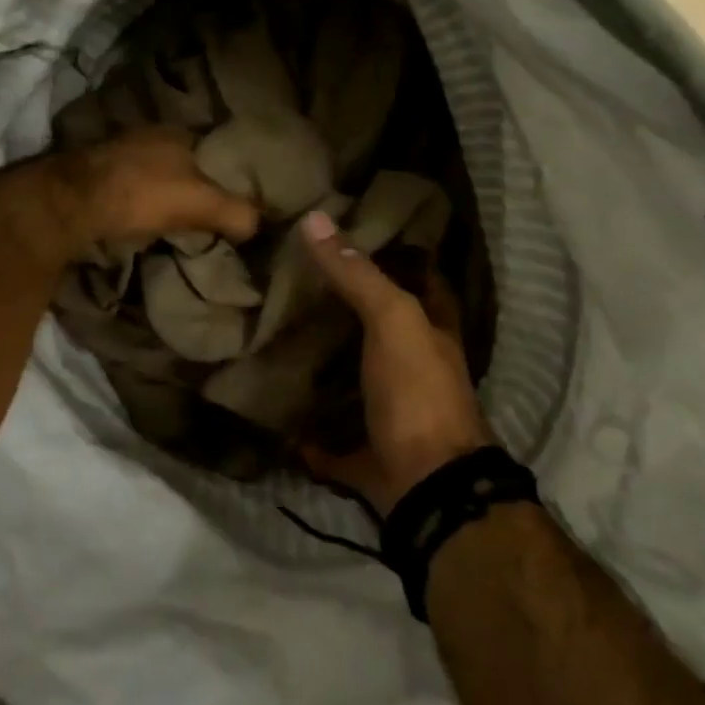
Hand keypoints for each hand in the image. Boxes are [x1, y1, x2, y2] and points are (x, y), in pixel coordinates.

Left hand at [56, 128, 258, 258]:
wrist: (74, 203)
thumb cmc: (144, 194)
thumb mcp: (202, 203)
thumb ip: (236, 212)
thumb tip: (257, 225)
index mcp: (178, 132)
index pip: (213, 149)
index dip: (225, 174)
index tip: (232, 199)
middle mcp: (148, 134)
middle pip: (182, 162)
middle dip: (193, 183)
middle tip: (206, 215)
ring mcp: (118, 151)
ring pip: (154, 174)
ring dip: (163, 194)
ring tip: (176, 222)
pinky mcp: (95, 173)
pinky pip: (129, 187)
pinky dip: (139, 202)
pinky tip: (141, 220)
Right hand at [297, 210, 492, 513]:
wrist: (427, 487)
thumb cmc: (418, 391)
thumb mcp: (393, 319)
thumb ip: (357, 273)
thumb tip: (314, 218)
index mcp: (431, 334)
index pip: (420, 281)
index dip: (398, 256)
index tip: (353, 234)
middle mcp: (415, 370)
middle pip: (380, 331)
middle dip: (347, 310)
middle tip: (296, 281)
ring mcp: (391, 416)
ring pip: (355, 382)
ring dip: (326, 368)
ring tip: (276, 336)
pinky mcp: (366, 456)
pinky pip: (330, 441)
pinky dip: (306, 434)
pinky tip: (274, 413)